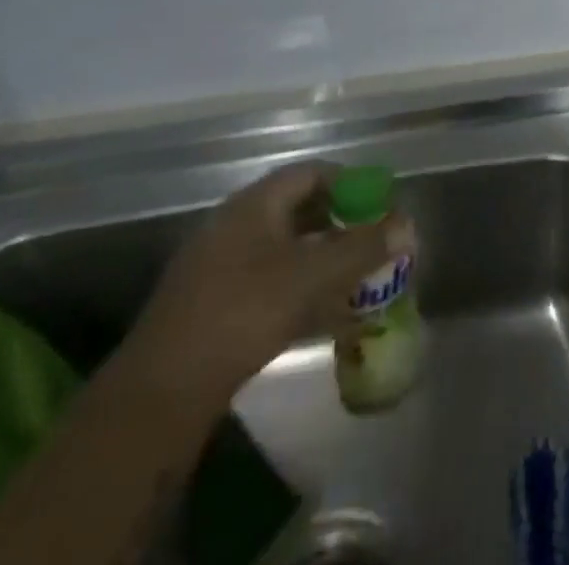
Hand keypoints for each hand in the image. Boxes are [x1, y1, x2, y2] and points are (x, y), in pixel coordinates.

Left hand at [121, 163, 412, 408]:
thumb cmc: (242, 314)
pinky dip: (300, 291)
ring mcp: (220, 267)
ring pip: (285, 251)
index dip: (350, 183)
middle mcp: (235, 225)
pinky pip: (269, 283)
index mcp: (254, 205)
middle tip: (373, 243)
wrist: (159, 394)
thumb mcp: (312, 277)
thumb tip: (408, 225)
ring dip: (323, 261)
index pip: (311, 173)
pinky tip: (324, 317)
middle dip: (341, 225)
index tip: (380, 203)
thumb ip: (362, 248)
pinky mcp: (213, 307)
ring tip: (357, 281)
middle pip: (299, 211)